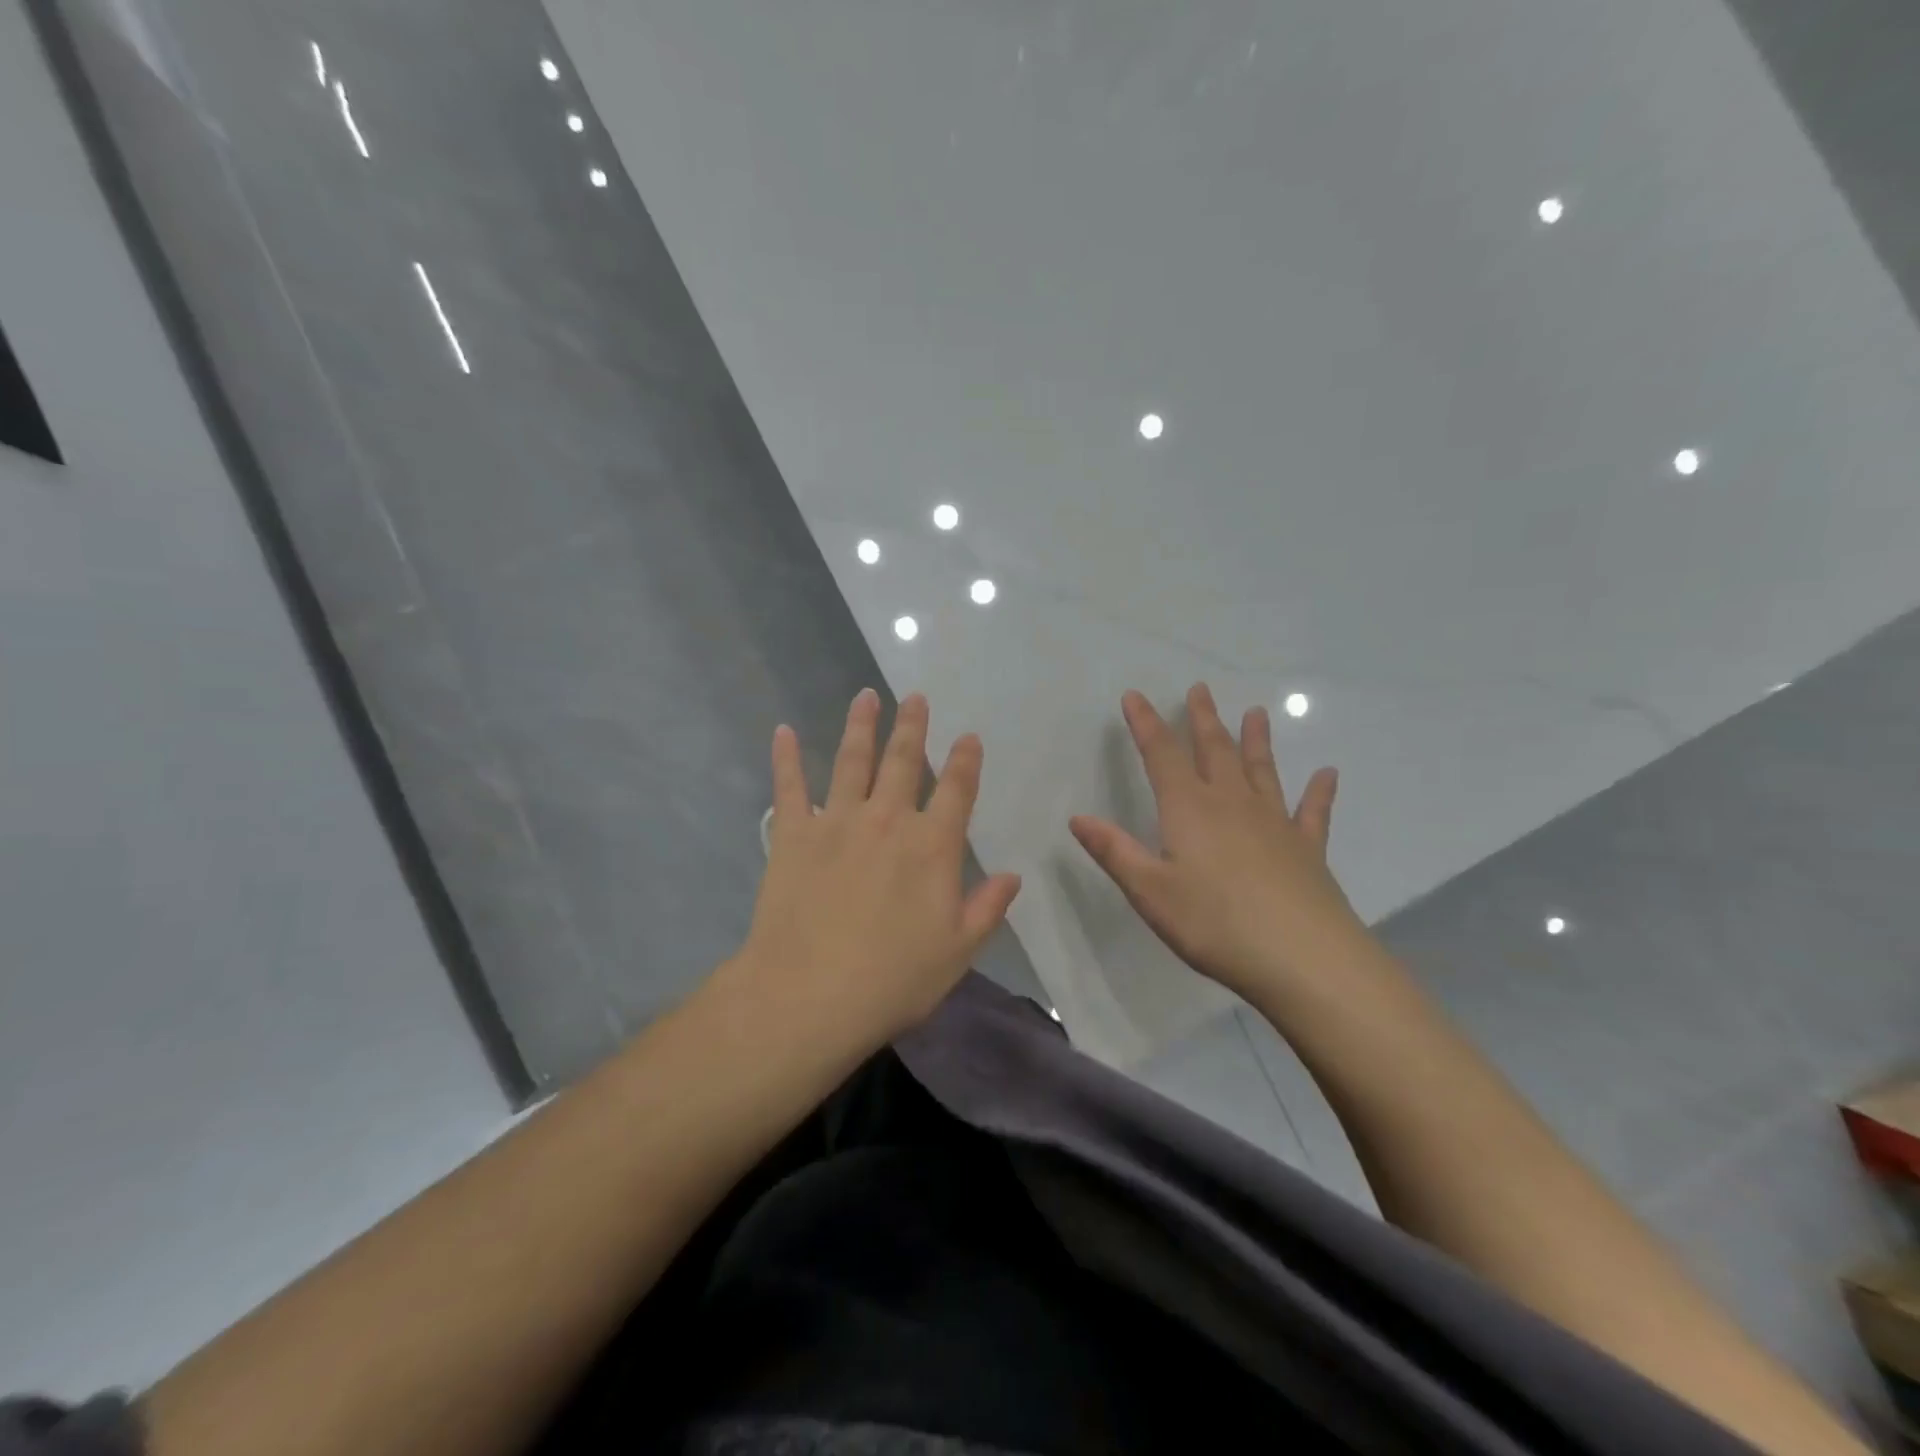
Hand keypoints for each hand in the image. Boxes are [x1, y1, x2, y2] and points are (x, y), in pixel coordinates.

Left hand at [722, 689, 1021, 1052]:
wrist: (810, 994)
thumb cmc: (892, 979)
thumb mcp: (957, 952)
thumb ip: (986, 909)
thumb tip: (1013, 876)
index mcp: (932, 847)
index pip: (956, 792)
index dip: (966, 762)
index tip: (969, 737)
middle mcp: (887, 821)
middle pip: (904, 762)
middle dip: (913, 727)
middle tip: (915, 697)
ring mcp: (837, 822)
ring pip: (852, 761)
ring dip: (861, 726)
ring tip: (866, 697)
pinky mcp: (794, 835)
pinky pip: (790, 787)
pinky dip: (786, 758)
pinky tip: (783, 732)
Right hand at [1069, 683, 1362, 1000]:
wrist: (1303, 958)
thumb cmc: (1215, 924)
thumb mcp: (1150, 892)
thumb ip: (1115, 851)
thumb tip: (1078, 818)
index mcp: (1189, 809)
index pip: (1161, 755)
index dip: (1146, 724)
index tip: (1135, 696)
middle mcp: (1232, 804)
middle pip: (1215, 751)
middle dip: (1203, 719)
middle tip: (1200, 689)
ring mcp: (1275, 823)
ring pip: (1262, 770)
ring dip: (1256, 741)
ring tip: (1257, 713)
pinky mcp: (1307, 849)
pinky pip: (1312, 811)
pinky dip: (1319, 792)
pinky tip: (1329, 774)